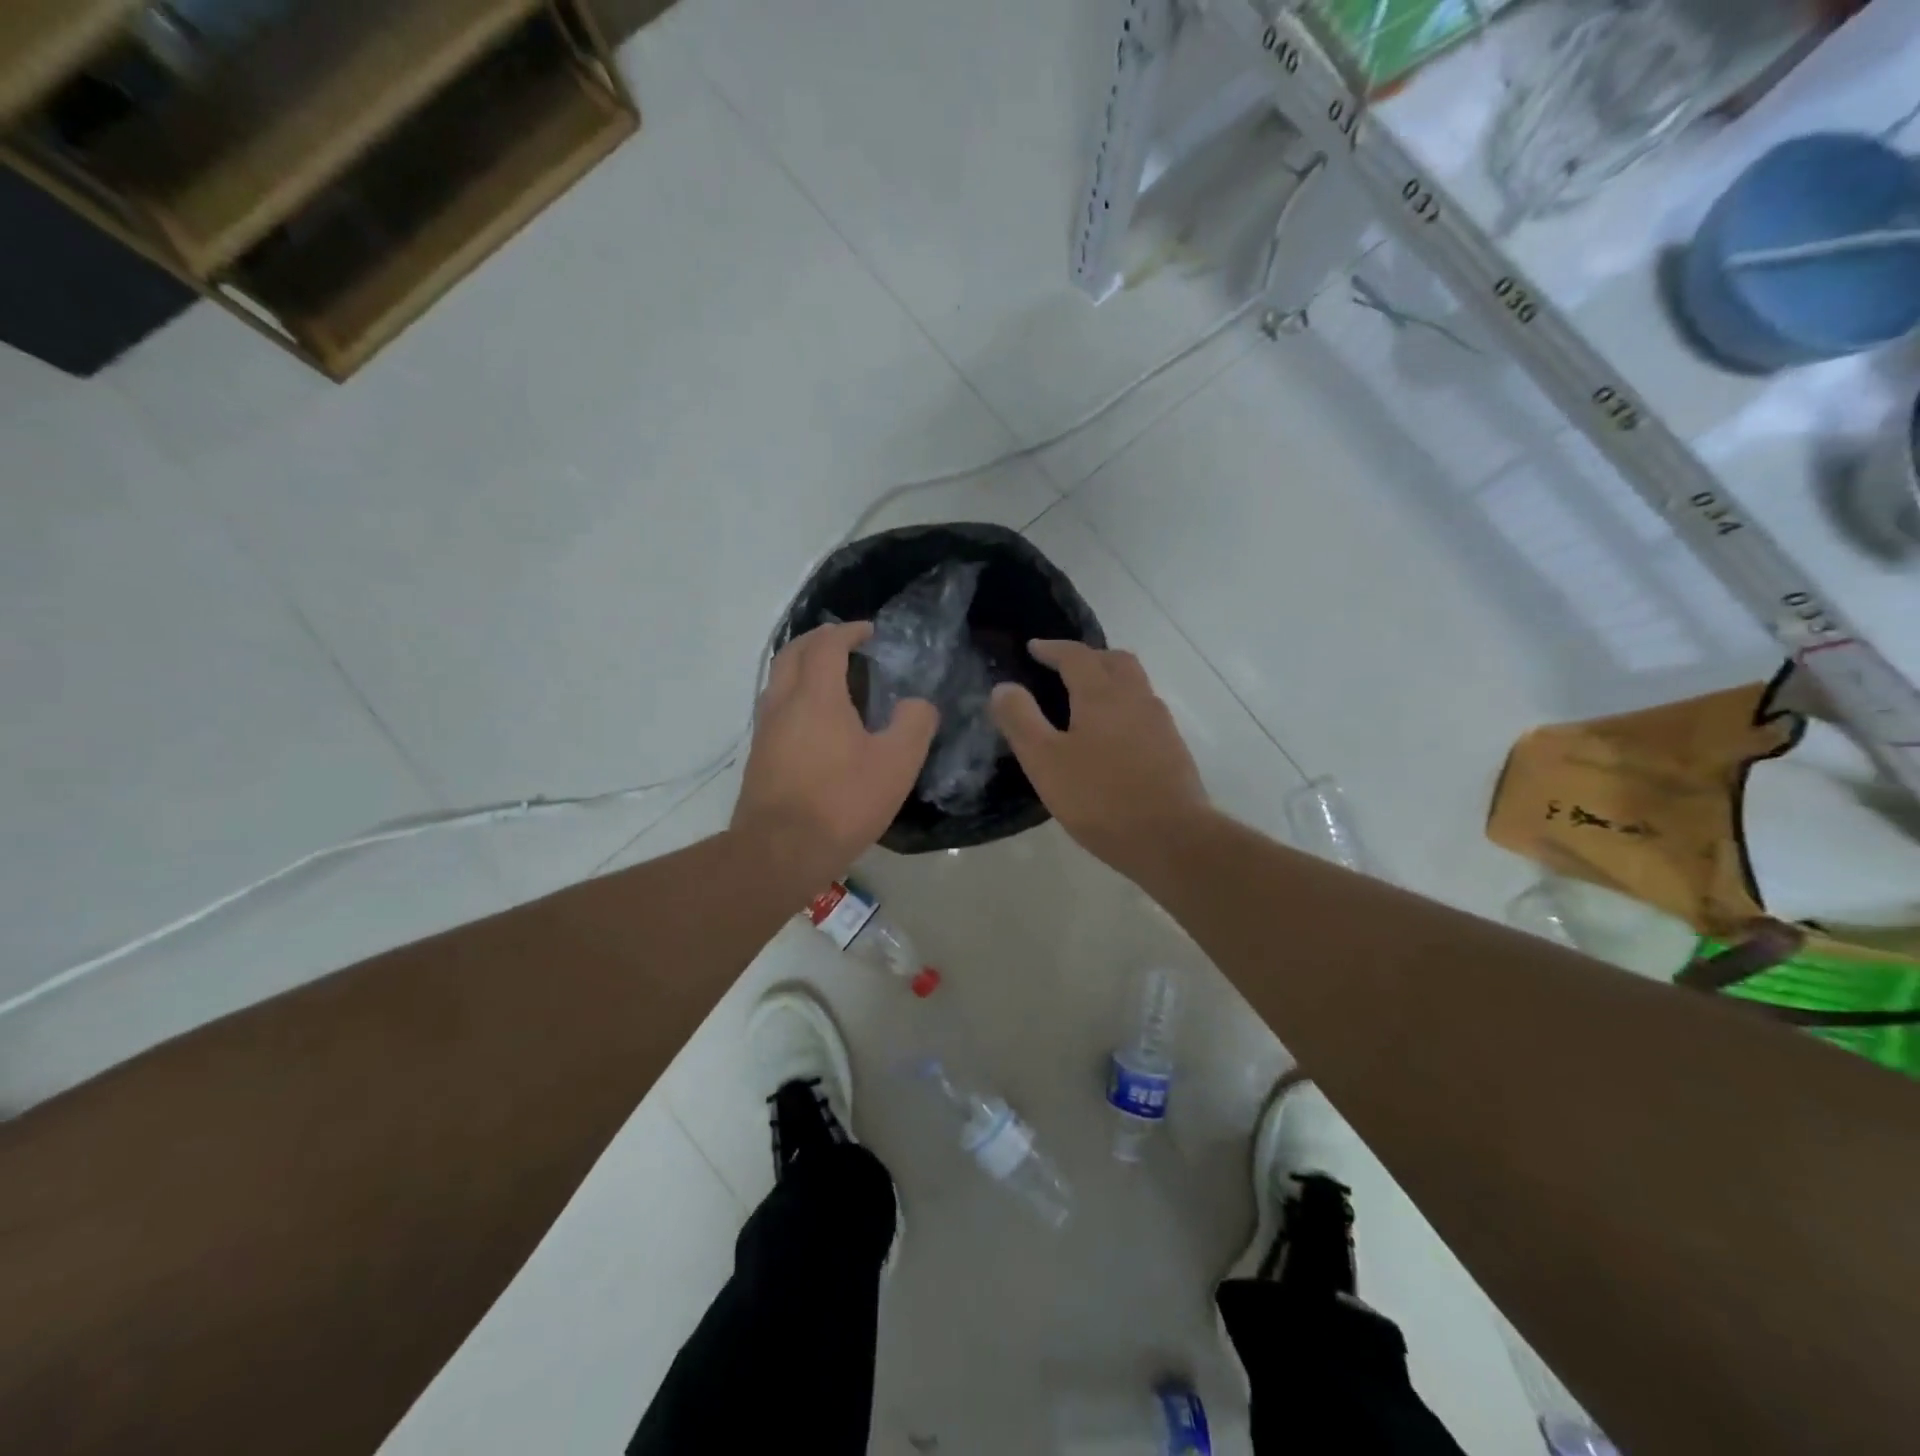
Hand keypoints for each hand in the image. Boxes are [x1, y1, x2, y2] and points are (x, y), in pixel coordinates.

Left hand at [732, 622, 938, 878]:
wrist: (779, 853)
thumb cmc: (841, 803)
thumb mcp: (896, 764)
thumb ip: (914, 724)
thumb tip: (917, 704)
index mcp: (816, 696)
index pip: (826, 644)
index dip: (848, 631)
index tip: (869, 632)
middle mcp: (783, 703)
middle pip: (792, 653)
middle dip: (817, 640)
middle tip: (845, 644)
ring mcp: (765, 731)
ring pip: (778, 680)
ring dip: (802, 667)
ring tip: (832, 678)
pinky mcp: (759, 757)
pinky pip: (775, 707)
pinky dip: (795, 695)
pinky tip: (816, 722)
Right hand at [990, 640, 1208, 875]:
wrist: (1171, 839)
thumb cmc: (1100, 798)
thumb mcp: (1045, 761)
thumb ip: (1021, 720)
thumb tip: (1003, 687)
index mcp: (1102, 694)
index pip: (1076, 655)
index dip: (1052, 648)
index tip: (1033, 648)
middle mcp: (1136, 698)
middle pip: (1114, 660)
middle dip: (1087, 657)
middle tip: (1063, 668)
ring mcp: (1160, 723)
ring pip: (1134, 685)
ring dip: (1109, 680)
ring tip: (1085, 701)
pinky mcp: (1172, 749)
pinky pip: (1144, 711)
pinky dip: (1123, 707)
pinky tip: (1111, 737)